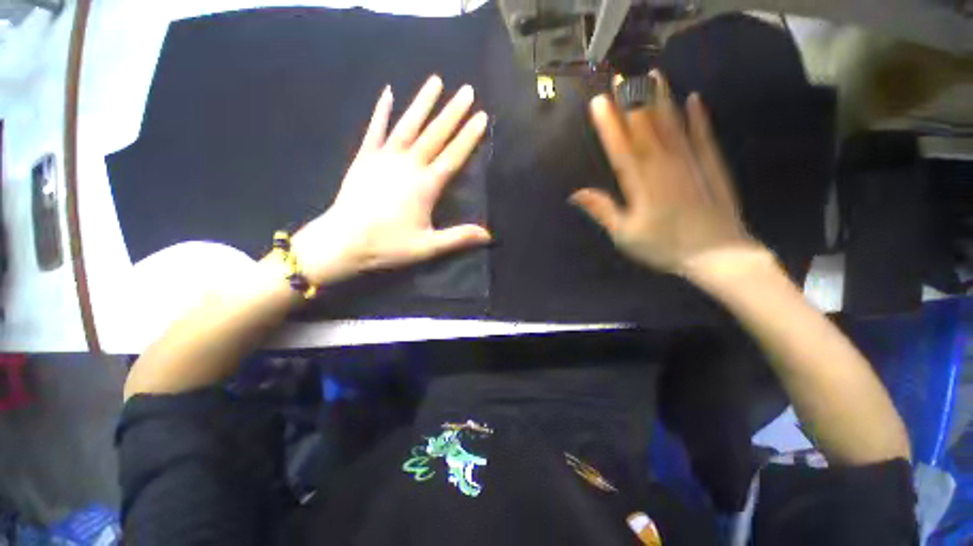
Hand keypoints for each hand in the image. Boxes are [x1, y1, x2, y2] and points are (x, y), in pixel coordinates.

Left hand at [292, 75, 490, 285]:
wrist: (343, 241)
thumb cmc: (388, 245)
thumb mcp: (428, 246)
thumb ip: (458, 237)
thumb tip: (489, 235)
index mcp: (426, 186)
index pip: (453, 156)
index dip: (469, 136)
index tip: (482, 116)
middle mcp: (408, 165)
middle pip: (435, 134)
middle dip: (453, 112)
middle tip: (467, 90)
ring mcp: (384, 158)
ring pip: (408, 125)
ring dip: (423, 102)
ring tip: (436, 80)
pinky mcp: (365, 158)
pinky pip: (375, 129)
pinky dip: (382, 111)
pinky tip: (388, 92)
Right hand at [571, 71, 759, 276]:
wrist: (717, 254)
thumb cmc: (663, 246)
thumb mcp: (624, 235)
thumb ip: (602, 210)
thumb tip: (575, 193)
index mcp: (640, 184)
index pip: (620, 147)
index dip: (607, 124)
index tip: (598, 101)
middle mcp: (664, 165)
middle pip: (646, 128)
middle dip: (632, 101)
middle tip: (623, 75)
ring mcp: (691, 162)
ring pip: (673, 124)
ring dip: (662, 98)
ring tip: (654, 74)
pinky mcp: (711, 165)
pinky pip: (703, 135)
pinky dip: (698, 117)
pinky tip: (694, 99)